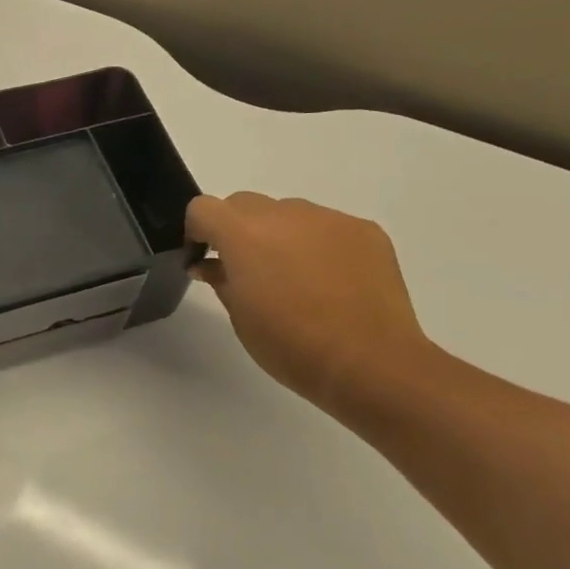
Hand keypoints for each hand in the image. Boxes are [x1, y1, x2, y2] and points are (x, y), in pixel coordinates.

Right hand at [187, 193, 434, 408]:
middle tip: (249, 270)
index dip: (198, 230)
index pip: (203, 208)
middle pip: (244, 204)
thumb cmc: (292, 346)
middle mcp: (283, 214)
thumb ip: (221, 280)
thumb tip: (209, 264)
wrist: (372, 364)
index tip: (204, 257)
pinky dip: (320, 245)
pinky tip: (333, 282)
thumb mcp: (241, 317)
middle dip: (238, 229)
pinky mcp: (364, 231)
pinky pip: (328, 227)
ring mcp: (327, 219)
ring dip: (281, 235)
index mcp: (243, 234)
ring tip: (298, 278)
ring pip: (288, 213)